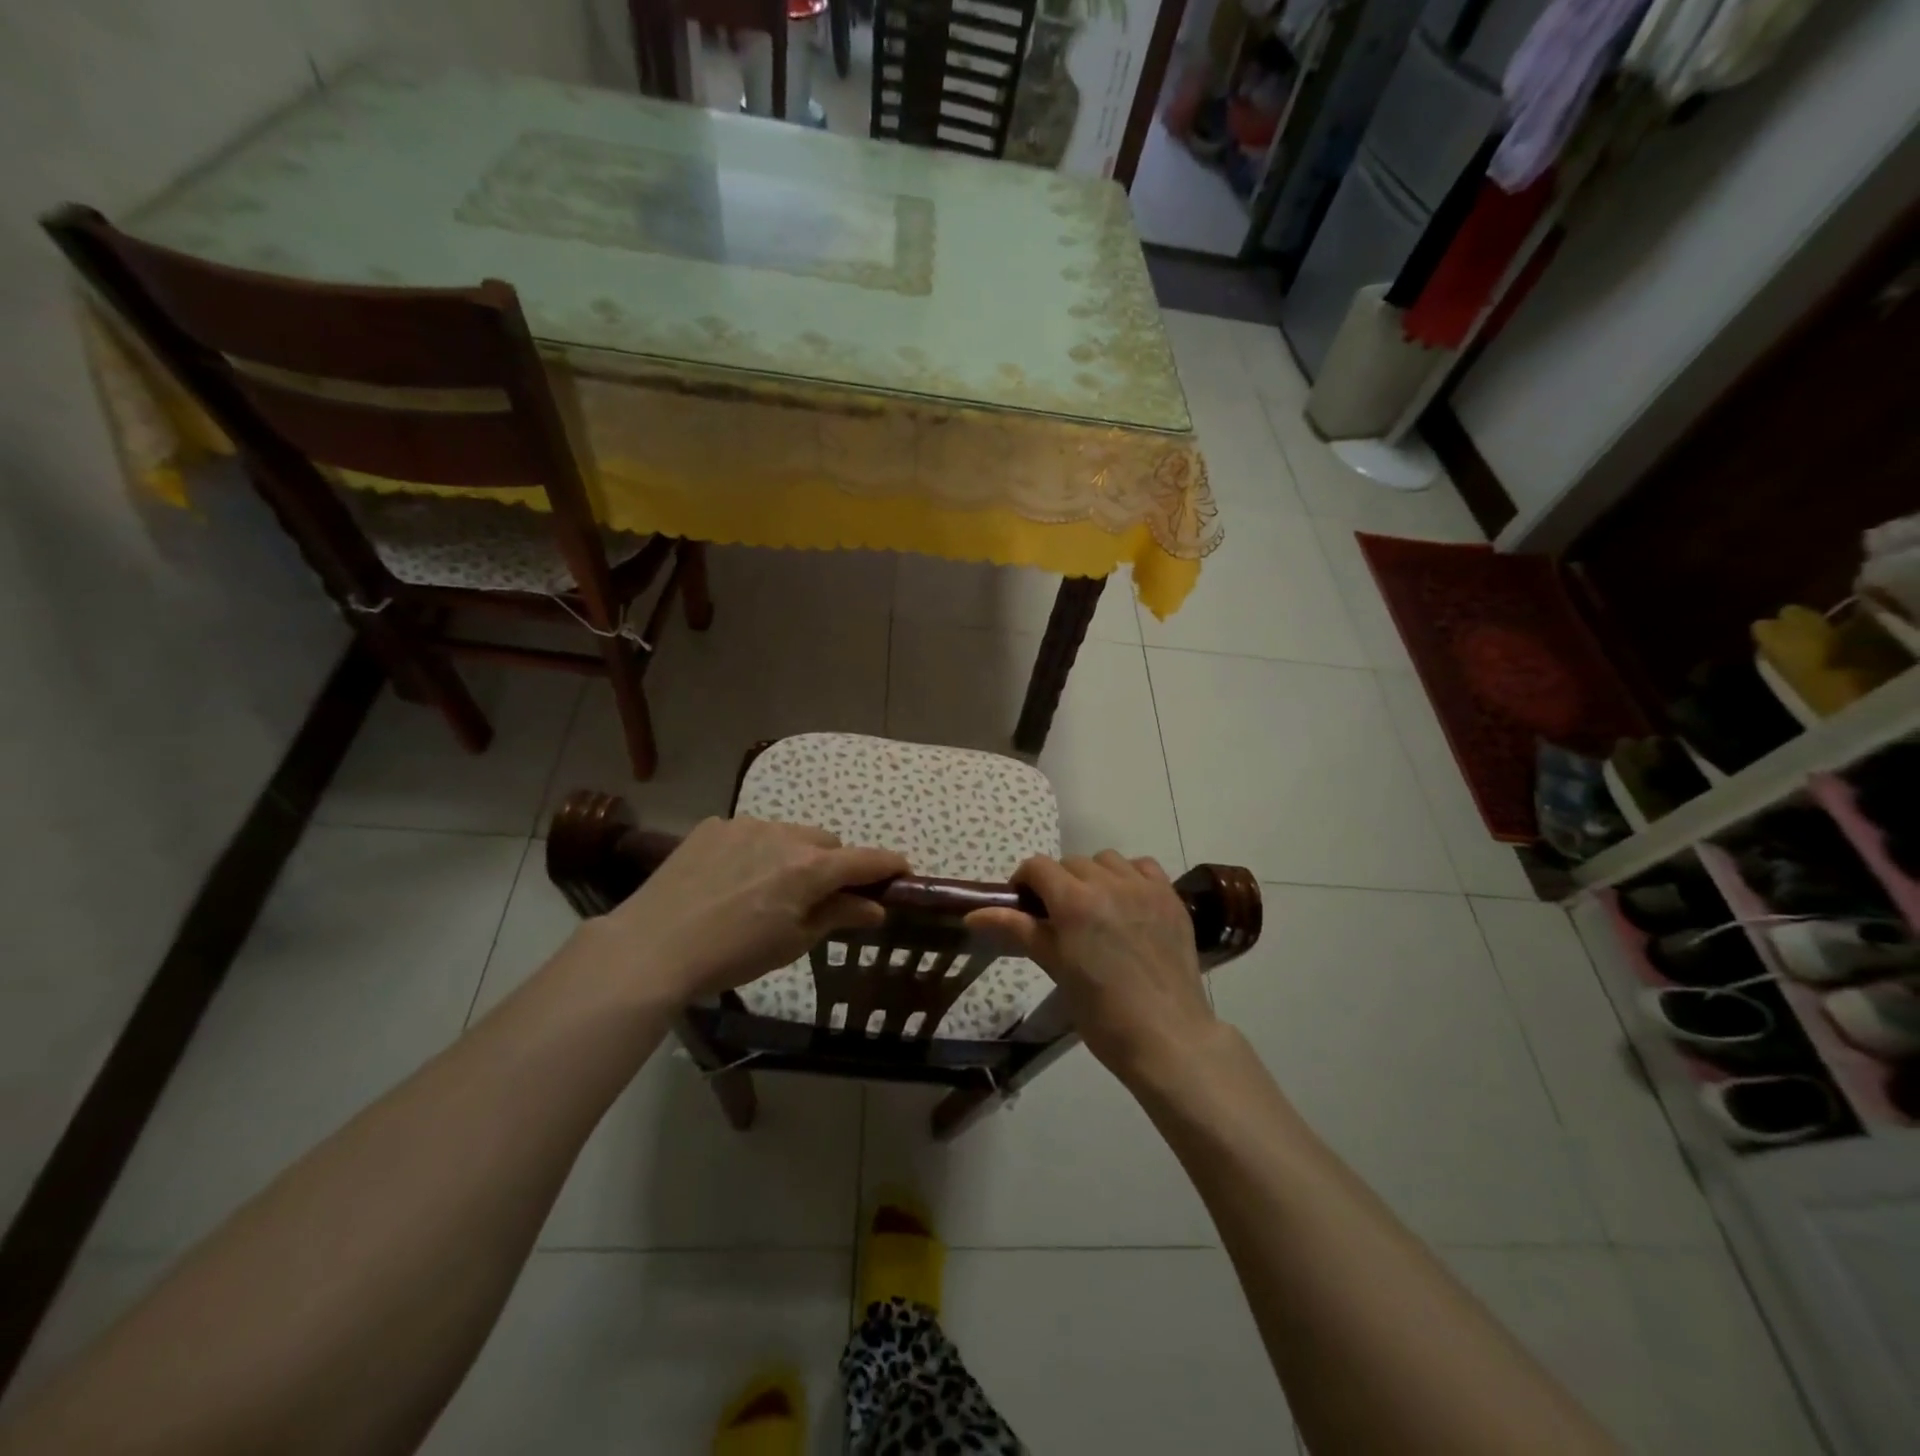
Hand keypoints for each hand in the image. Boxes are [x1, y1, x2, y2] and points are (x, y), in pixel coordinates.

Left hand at [590, 816, 908, 1004]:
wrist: (653, 947)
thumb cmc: (732, 955)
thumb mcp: (792, 943)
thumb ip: (838, 916)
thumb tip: (875, 908)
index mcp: (810, 868)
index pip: (866, 859)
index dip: (890, 865)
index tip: (903, 872)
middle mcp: (785, 835)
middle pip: (827, 843)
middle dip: (832, 865)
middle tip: (816, 897)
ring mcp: (746, 825)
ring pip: (789, 834)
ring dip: (792, 855)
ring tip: (766, 889)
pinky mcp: (714, 826)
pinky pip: (750, 833)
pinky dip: (754, 851)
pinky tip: (731, 880)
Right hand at [968, 851, 1218, 1084]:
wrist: (1166, 1038)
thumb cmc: (1101, 1013)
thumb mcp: (1055, 967)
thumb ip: (1017, 930)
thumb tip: (973, 914)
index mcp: (1074, 902)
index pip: (1038, 867)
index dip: (1025, 881)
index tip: (1025, 906)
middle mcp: (1108, 883)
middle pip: (1071, 863)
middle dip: (1059, 883)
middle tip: (1060, 918)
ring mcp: (1144, 888)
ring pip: (1107, 860)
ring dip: (1094, 876)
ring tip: (1097, 909)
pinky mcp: (1171, 898)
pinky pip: (1144, 867)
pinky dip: (1130, 877)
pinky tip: (1129, 903)